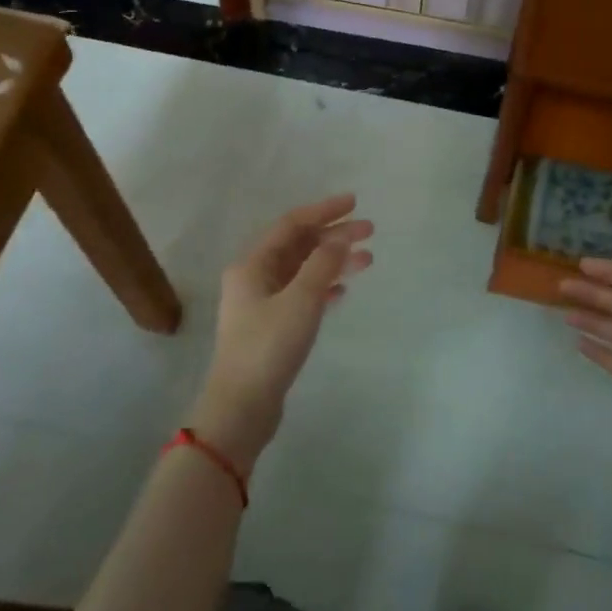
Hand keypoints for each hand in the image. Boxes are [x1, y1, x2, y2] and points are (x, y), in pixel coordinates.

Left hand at [193, 193, 373, 473]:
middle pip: (298, 246)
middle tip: (370, 231)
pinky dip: (324, 288)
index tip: (355, 203)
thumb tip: (340, 237)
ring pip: (303, 271)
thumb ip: (322, 264)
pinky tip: (344, 290)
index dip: (324, 210)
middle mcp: (254, 278)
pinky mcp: (272, 328)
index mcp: (252, 265)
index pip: (291, 224)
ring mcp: (262, 304)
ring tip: (368, 260)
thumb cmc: (268, 347)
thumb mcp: (300, 300)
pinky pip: (302, 296)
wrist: (241, 407)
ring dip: (333, 261)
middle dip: (333, 236)